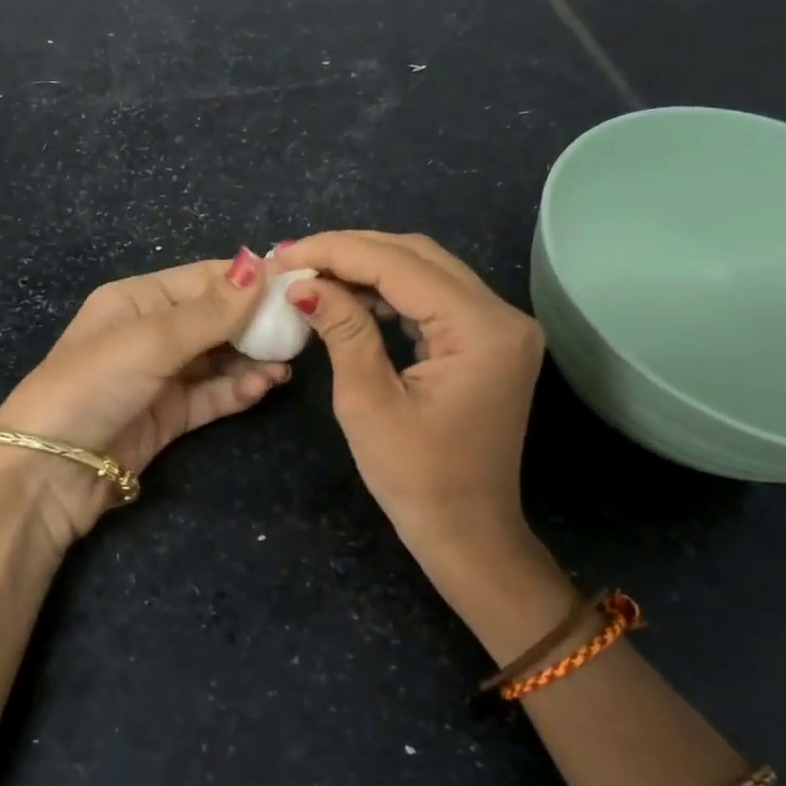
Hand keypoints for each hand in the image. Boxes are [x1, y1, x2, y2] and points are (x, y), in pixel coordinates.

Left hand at [0, 249, 289, 545]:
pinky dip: (238, 390)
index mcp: (136, 300)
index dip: (249, 280)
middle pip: (215, 319)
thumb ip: (211, 310)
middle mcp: (149, 333)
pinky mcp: (168, 417)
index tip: (297, 282)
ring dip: (251, 359)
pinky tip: (264, 386)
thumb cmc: (93, 385)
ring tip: (286, 364)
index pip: (204, 280)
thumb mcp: (151, 340)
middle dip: (255, 323)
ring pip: (218, 359)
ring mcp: (159, 377)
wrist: (47, 472)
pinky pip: (212, 395)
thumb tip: (262, 262)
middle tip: (301, 329)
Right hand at [284, 231, 565, 626]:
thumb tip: (302, 284)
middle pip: (419, 256)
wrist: (468, 533)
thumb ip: (342, 330)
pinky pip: (434, 299)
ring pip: (427, 271)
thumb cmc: (416, 480)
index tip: (284, 254)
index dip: (337, 251)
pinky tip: (351, 296)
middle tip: (293, 260)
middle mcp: (501, 315)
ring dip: (369, 267)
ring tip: (313, 274)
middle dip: (351, 252)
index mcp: (481, 329)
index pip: (401, 265)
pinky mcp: (487, 341)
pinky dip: (391, 292)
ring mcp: (499, 327)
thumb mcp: (367, 403)